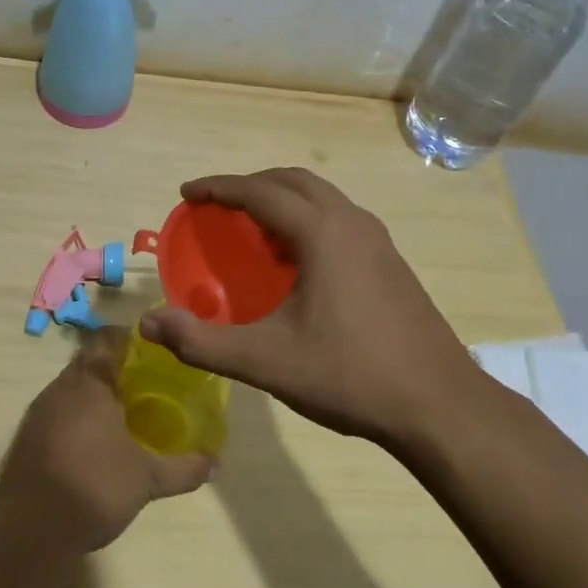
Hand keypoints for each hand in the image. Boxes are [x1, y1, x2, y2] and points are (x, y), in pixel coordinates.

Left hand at [0, 327, 215, 554]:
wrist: (31, 531)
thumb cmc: (95, 488)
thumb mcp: (148, 480)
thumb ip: (184, 468)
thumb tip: (217, 464)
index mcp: (89, 382)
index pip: (107, 339)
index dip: (129, 340)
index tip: (152, 353)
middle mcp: (60, 388)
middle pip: (88, 363)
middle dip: (115, 371)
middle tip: (144, 387)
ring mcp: (38, 412)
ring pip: (71, 389)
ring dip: (93, 396)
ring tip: (122, 416)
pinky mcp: (26, 438)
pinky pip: (56, 413)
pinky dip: (75, 419)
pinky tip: (92, 445)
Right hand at [140, 168, 483, 446]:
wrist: (439, 405)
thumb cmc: (349, 375)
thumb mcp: (266, 361)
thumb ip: (202, 341)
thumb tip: (148, 323)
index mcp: (322, 232)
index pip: (260, 192)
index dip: (219, 188)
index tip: (188, 193)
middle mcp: (352, 222)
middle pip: (293, 181)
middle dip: (251, 185)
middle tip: (217, 206)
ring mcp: (378, 240)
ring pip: (321, 198)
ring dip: (282, 199)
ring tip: (252, 228)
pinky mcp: (391, 261)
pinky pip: (339, 219)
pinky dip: (307, 219)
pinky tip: (295, 262)